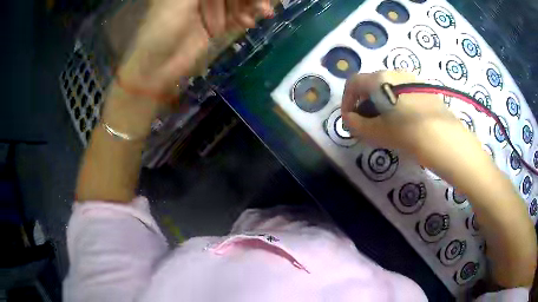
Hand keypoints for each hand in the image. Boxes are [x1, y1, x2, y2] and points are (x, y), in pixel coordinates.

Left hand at [118, 0, 273, 95]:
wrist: (157, 66)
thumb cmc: (163, 28)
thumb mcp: (183, 0)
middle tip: (264, 4)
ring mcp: (209, 8)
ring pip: (238, 1)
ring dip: (252, 5)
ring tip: (264, 13)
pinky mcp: (215, 24)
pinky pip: (237, 16)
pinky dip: (246, 17)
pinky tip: (249, 23)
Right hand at [341, 71, 464, 155]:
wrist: (442, 136)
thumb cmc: (404, 131)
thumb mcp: (374, 132)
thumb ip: (355, 124)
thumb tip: (350, 118)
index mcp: (379, 78)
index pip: (353, 83)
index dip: (347, 100)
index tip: (350, 118)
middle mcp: (395, 72)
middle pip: (371, 84)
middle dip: (365, 102)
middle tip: (368, 122)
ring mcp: (412, 78)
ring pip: (389, 87)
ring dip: (381, 102)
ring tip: (387, 122)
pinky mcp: (424, 87)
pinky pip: (404, 91)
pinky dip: (397, 102)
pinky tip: (404, 119)